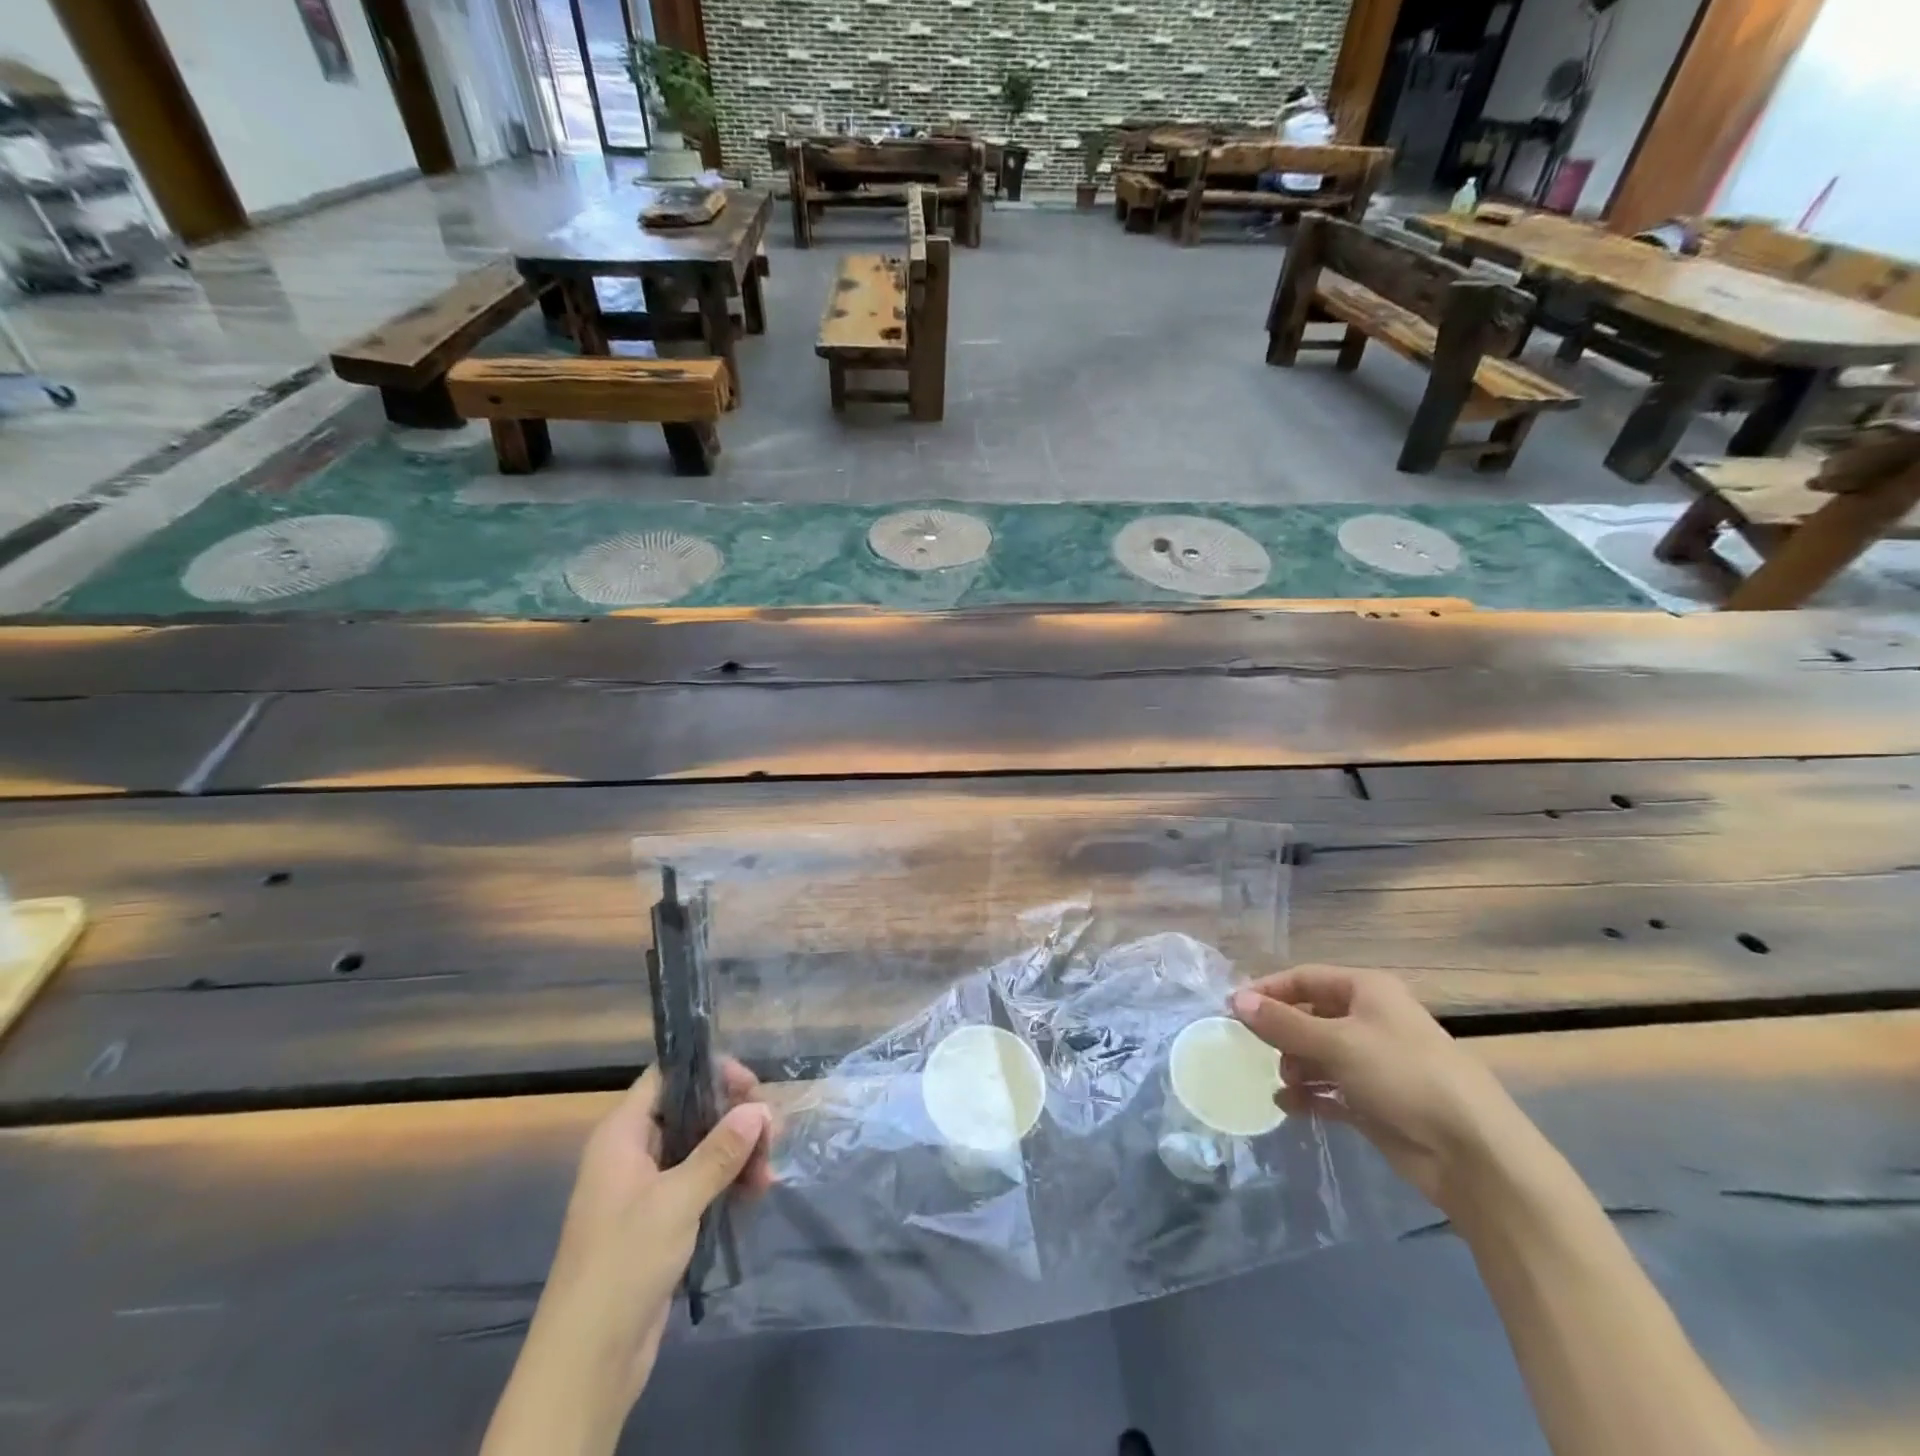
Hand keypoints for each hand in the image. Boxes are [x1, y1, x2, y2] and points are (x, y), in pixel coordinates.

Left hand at [481, 1061, 773, 1455]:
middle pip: (691, 1111)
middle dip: (734, 1118)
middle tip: (773, 1132)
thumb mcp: (676, 1200)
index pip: (667, 1077)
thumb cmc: (623, 1262)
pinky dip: (728, 1182)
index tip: (750, 1086)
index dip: (709, 1071)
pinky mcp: (661, 1221)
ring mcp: (647, 1188)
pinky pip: (700, 1183)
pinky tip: (757, 1193)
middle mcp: (633, 1152)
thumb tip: (760, 1110)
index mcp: (622, 1135)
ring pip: (701, 1149)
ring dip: (738, 1154)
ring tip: (769, 1174)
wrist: (587, 1361)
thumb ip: (720, 1151)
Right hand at [1230, 965, 1522, 1213]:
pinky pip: (1331, 1089)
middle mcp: (1370, 1020)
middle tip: (1253, 1050)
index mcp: (1367, 991)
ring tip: (1282, 1083)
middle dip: (1282, 1032)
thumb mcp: (1337, 1043)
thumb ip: (1282, 1023)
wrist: (1474, 1155)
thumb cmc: (1403, 1076)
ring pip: (1319, 1054)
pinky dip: (1310, 1095)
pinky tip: (1289, 1107)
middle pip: (1310, 1015)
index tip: (1233, 1010)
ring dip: (1295, 1066)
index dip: (1268, 990)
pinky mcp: (1377, 1102)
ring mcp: (1375, 1062)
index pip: (1305, 978)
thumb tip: (1235, 1000)